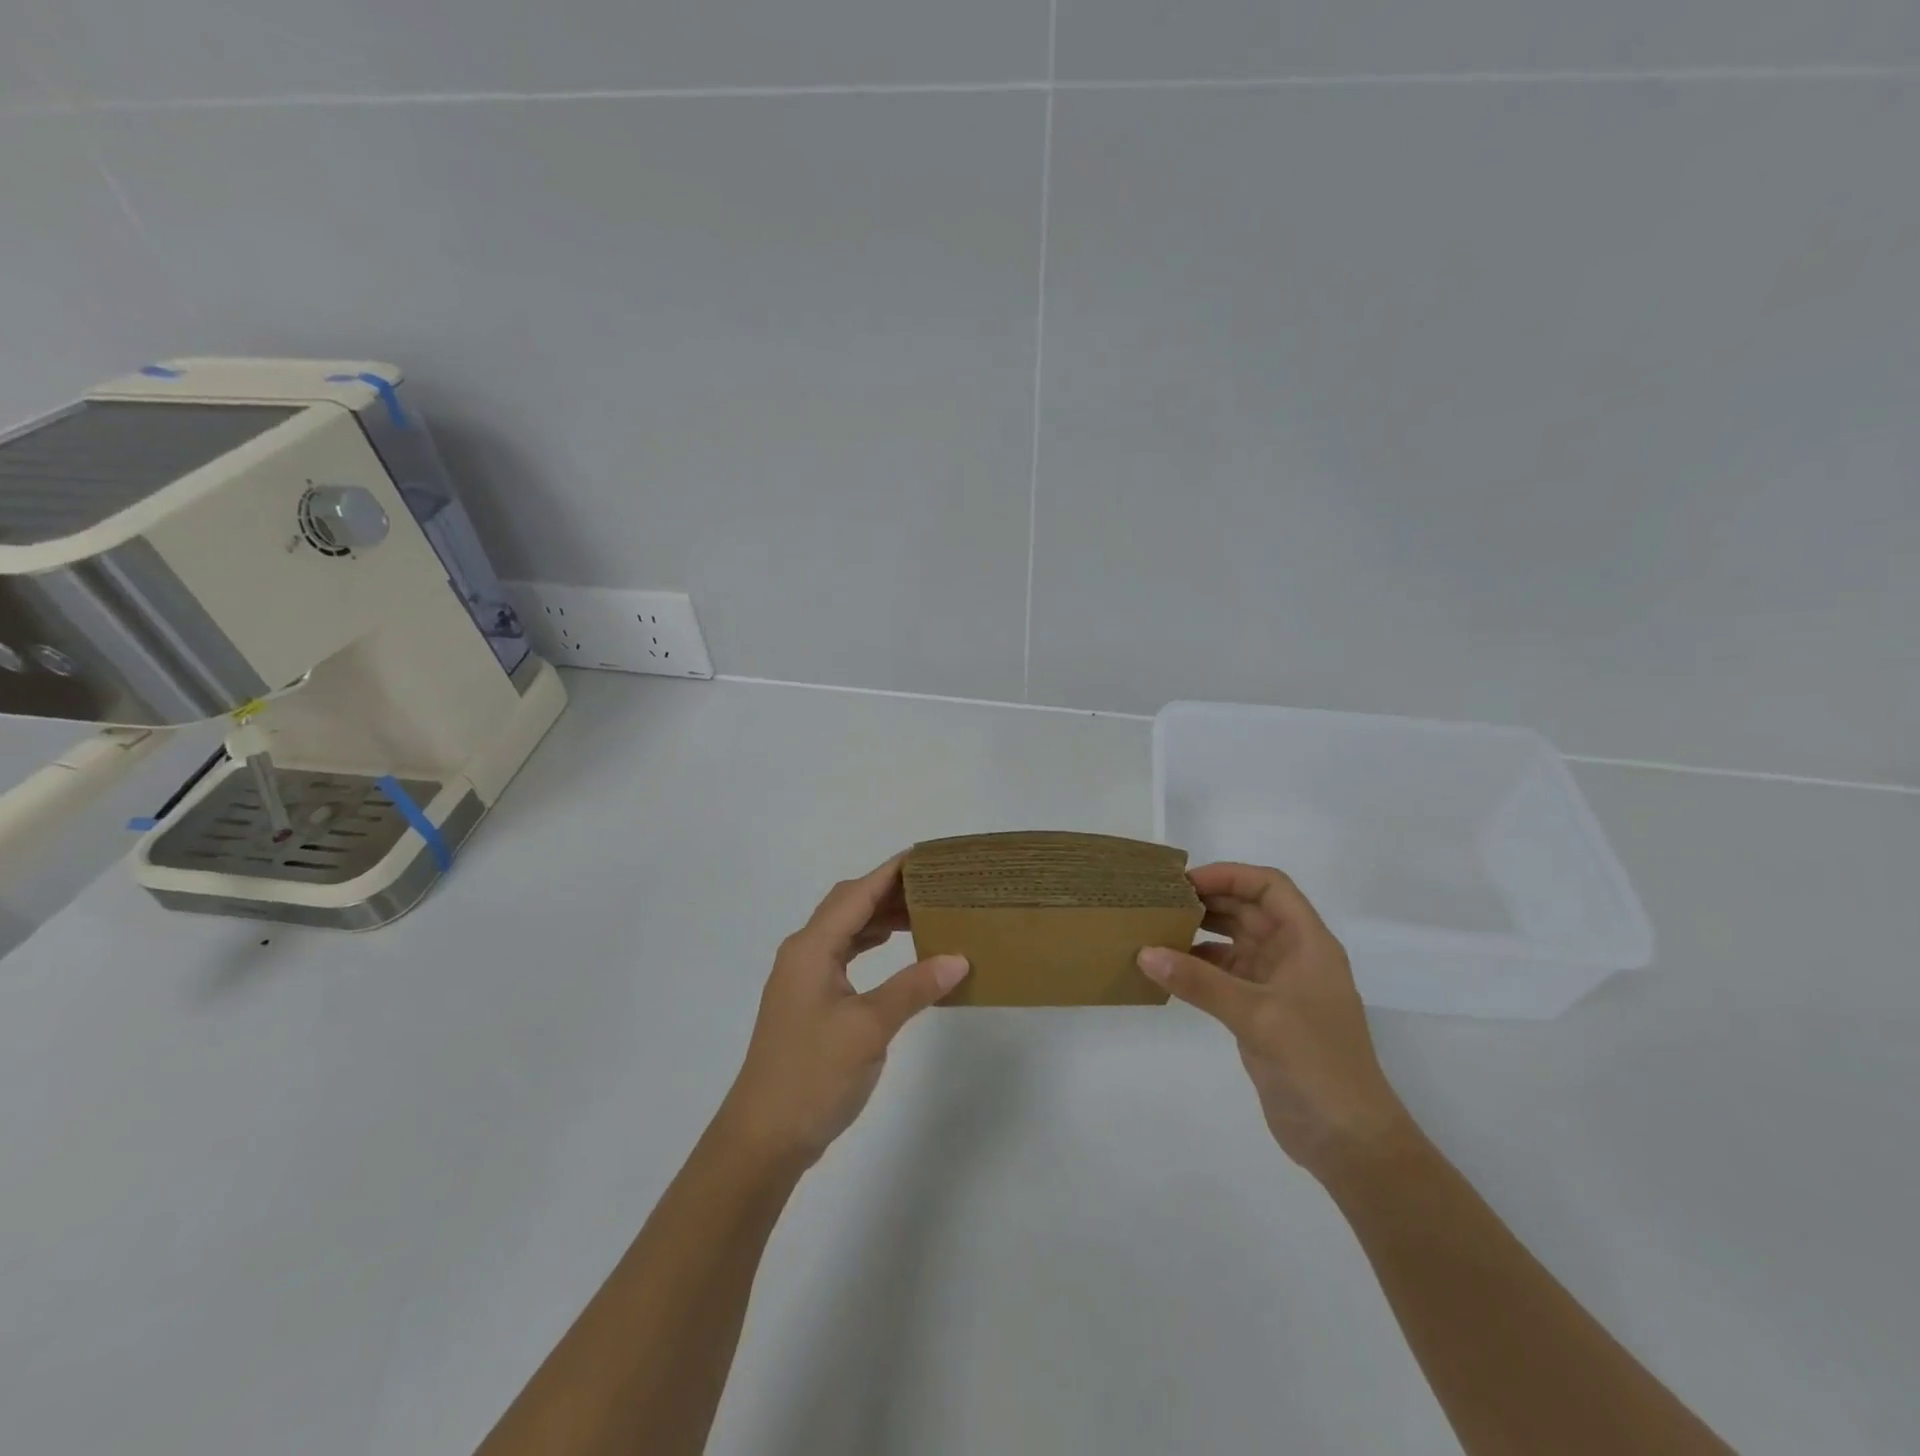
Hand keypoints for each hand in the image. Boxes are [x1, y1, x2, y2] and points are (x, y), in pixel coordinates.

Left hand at [720, 854, 969, 1169]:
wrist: (763, 1137)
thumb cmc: (813, 1075)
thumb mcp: (869, 1028)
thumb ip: (913, 988)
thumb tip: (958, 958)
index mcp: (811, 948)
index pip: (856, 893)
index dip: (890, 871)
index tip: (925, 855)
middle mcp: (803, 953)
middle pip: (847, 905)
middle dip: (888, 890)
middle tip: (934, 886)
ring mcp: (803, 978)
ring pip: (844, 929)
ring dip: (879, 916)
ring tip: (922, 913)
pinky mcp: (808, 1001)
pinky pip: (843, 954)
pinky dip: (869, 943)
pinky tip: (893, 949)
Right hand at [1138, 863, 1414, 1180]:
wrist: (1349, 1141)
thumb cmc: (1316, 1064)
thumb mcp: (1256, 1015)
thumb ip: (1199, 981)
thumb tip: (1144, 952)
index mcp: (1308, 944)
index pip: (1270, 888)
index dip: (1230, 876)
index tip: (1186, 883)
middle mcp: (1293, 957)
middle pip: (1249, 911)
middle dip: (1208, 901)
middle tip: (1160, 902)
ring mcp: (1277, 987)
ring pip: (1234, 943)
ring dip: (1199, 934)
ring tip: (1156, 931)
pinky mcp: (1261, 1015)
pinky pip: (1224, 977)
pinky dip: (1198, 969)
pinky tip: (1167, 971)